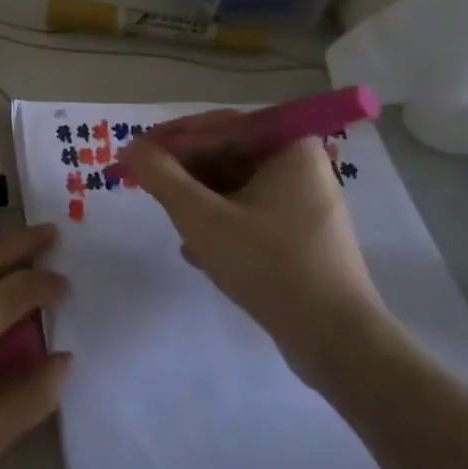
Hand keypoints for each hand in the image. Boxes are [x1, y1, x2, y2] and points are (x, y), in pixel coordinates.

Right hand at [121, 122, 388, 386]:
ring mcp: (303, 203)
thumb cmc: (269, 266)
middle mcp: (300, 166)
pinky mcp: (300, 236)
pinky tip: (200, 254)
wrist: (336, 340)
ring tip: (177, 230)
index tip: (132, 158)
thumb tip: (131, 148)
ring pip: (233, 189)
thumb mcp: (202, 218)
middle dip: (185, 178)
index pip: (217, 127)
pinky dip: (221, 226)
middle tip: (148, 193)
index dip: (169, 141)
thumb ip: (161, 176)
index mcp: (288, 147)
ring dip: (199, 205)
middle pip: (225, 156)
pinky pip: (248, 215)